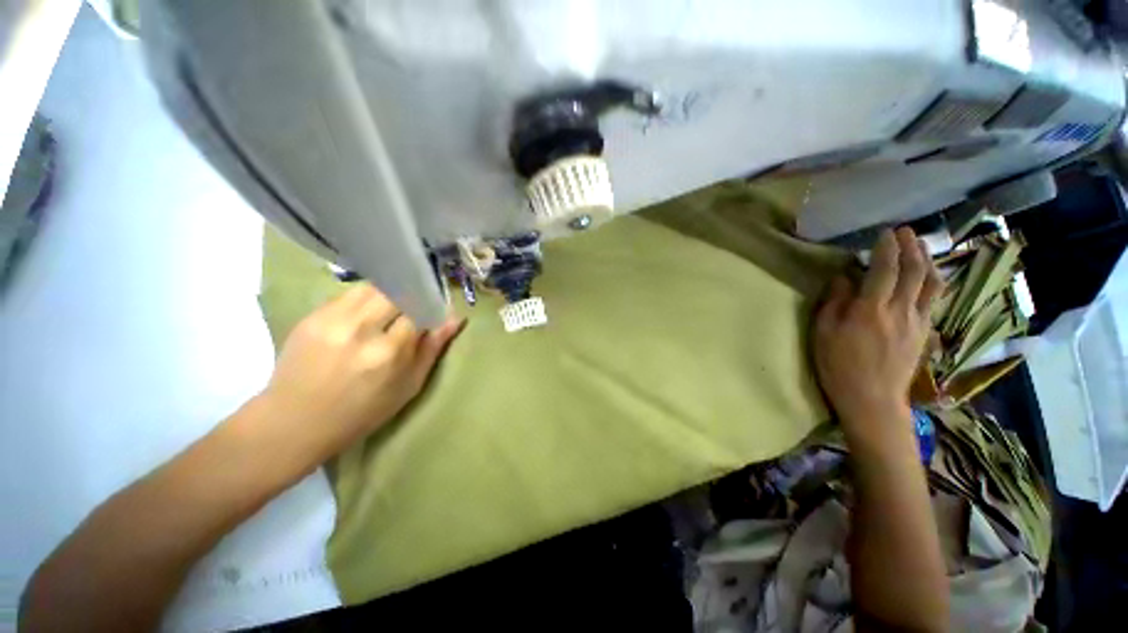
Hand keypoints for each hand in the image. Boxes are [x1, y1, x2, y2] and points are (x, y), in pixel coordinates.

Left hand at [250, 284, 463, 467]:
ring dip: (390, 293)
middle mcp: (360, 328)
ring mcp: (332, 318)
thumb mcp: (409, 386)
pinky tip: (367, 314)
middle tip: (415, 307)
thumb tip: (455, 318)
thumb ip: (432, 348)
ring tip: (392, 308)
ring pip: (373, 286)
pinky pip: (349, 294)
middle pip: (397, 290)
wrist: (294, 422)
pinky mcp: (312, 315)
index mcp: (388, 351)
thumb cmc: (362, 412)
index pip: (420, 309)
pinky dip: (366, 298)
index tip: (437, 310)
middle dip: (412, 296)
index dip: (431, 307)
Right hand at [814, 228, 942, 440]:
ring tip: (920, 246)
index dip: (887, 248)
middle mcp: (900, 310)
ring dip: (927, 260)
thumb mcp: (823, 333)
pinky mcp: (925, 332)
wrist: (872, 399)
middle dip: (911, 246)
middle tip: (905, 231)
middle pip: (914, 271)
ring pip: (931, 283)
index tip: (885, 232)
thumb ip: (834, 302)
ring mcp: (918, 321)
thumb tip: (844, 278)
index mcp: (870, 310)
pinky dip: (932, 281)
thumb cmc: (838, 366)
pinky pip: (934, 299)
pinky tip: (927, 276)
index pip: (884, 270)